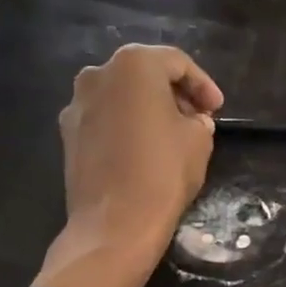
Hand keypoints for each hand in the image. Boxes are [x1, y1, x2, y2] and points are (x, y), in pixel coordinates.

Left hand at [58, 43, 223, 252]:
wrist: (115, 223)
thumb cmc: (163, 172)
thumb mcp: (199, 140)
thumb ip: (198, 119)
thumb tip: (192, 120)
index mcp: (133, 64)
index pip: (176, 63)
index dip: (202, 84)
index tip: (217, 108)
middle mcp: (98, 74)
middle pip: (143, 74)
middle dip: (172, 93)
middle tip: (196, 117)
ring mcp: (77, 105)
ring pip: (120, 96)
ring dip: (147, 108)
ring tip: (170, 134)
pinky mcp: (68, 135)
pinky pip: (104, 119)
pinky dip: (125, 126)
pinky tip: (142, 149)